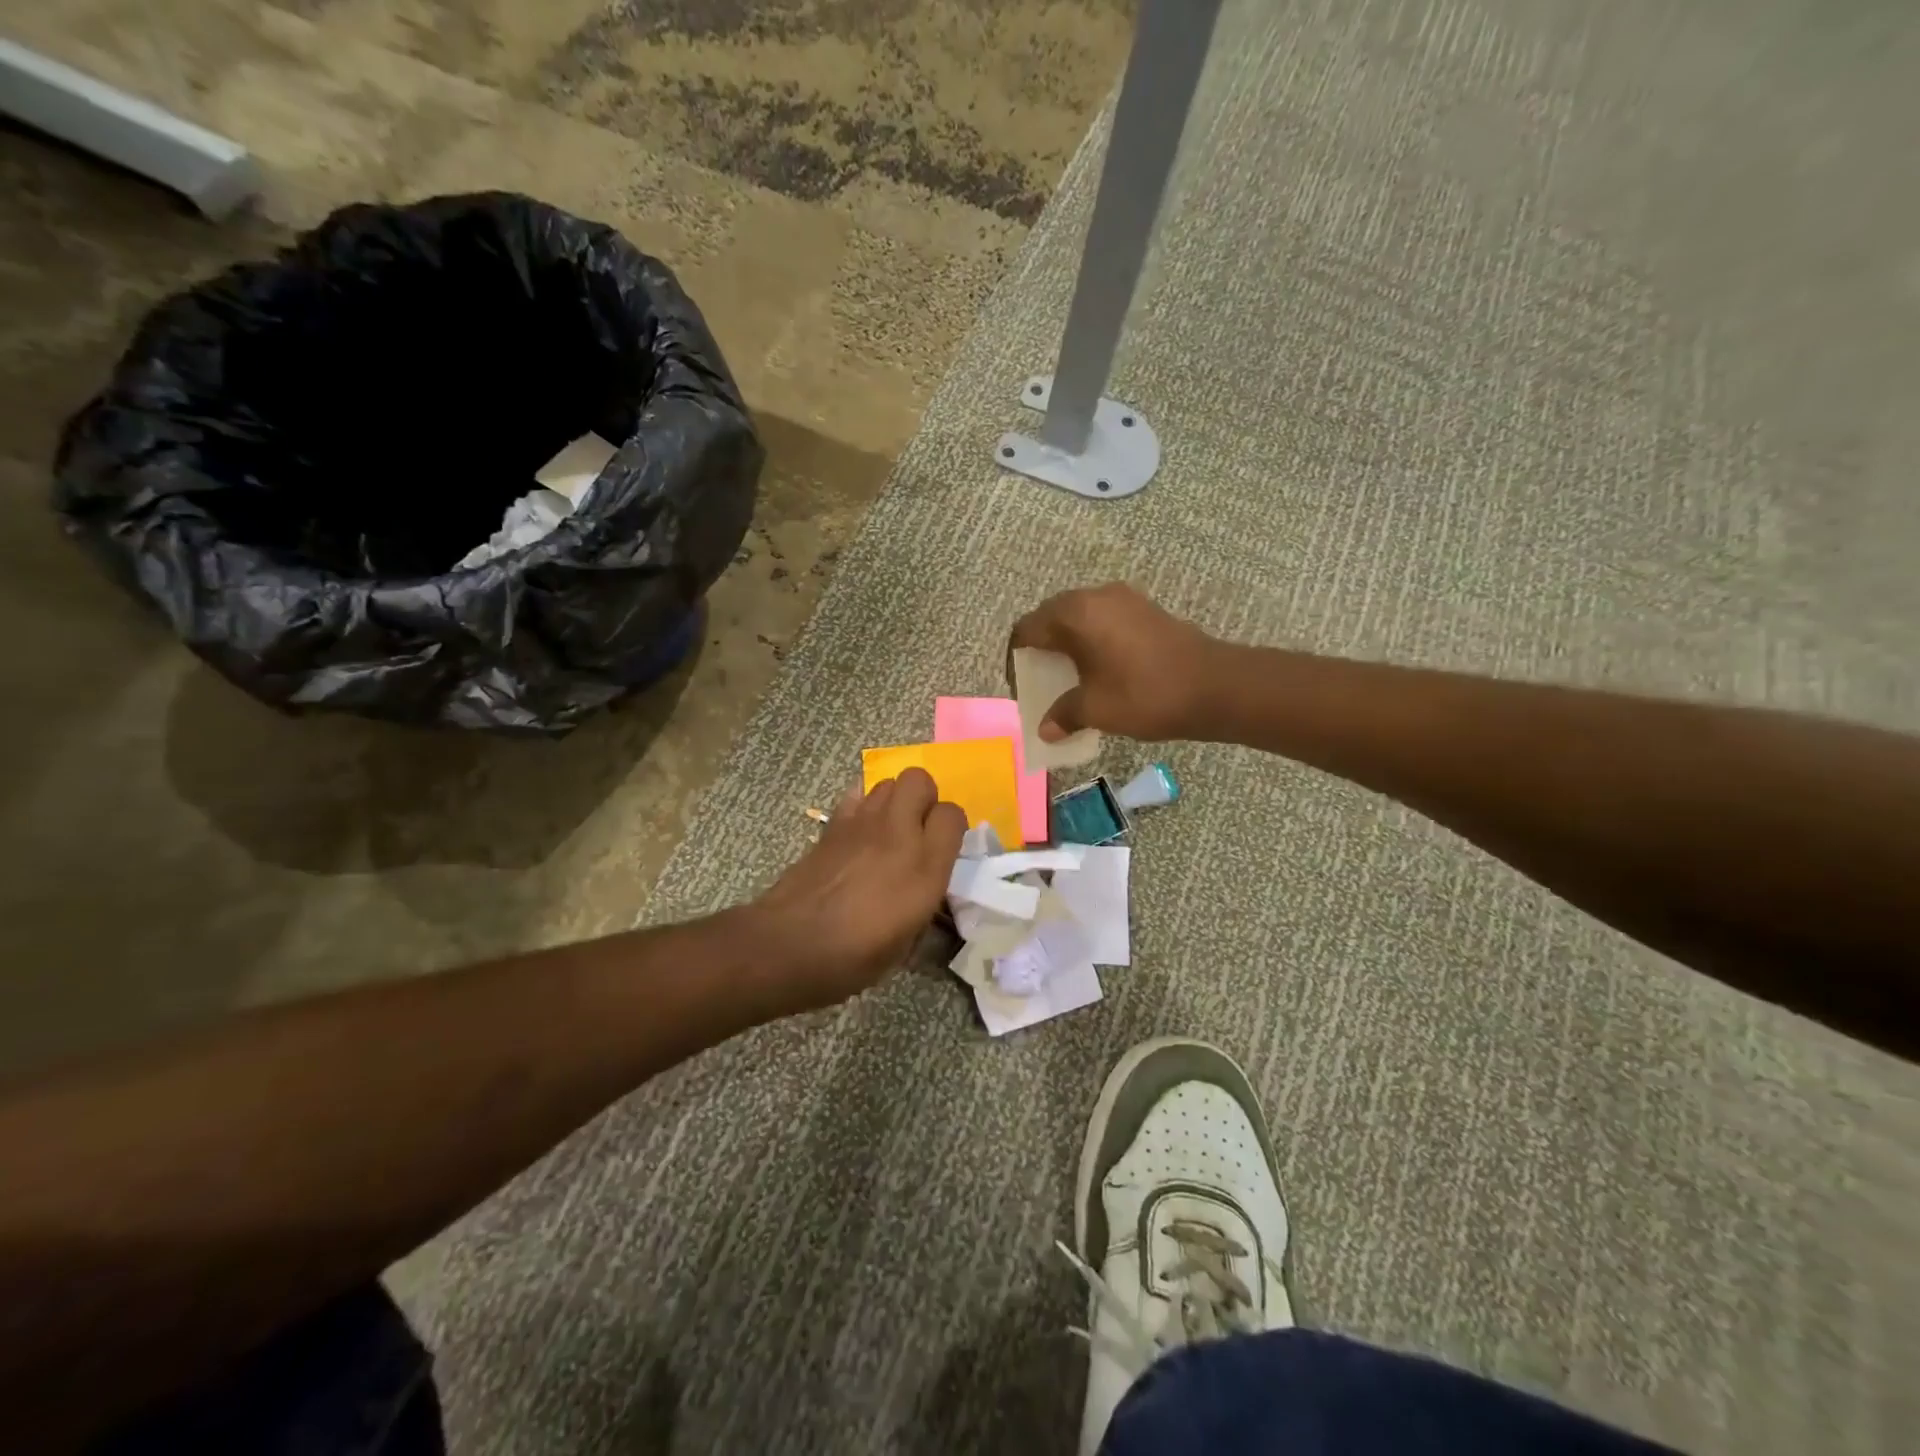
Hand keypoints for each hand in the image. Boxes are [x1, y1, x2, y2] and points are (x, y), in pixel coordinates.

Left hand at [746, 767, 967, 1010]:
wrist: (790, 946)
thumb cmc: (854, 958)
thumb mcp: (906, 944)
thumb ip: (922, 903)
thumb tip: (922, 889)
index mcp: (925, 867)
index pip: (953, 815)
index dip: (951, 827)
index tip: (945, 847)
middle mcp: (898, 834)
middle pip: (919, 779)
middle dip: (923, 797)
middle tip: (918, 828)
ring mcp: (861, 824)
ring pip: (887, 782)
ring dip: (893, 800)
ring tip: (887, 830)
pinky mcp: (831, 826)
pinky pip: (856, 796)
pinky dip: (863, 806)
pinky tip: (858, 834)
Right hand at [1008, 583, 1225, 741]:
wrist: (1216, 687)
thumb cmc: (1146, 695)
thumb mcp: (1096, 709)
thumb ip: (1064, 714)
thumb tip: (1045, 729)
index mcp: (1076, 613)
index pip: (1027, 629)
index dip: (1018, 659)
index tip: (1022, 687)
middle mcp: (1096, 596)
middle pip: (1051, 618)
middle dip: (1042, 650)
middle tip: (1041, 683)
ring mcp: (1124, 600)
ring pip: (1080, 618)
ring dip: (1068, 645)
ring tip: (1069, 679)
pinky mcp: (1145, 610)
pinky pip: (1104, 621)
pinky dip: (1092, 642)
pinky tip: (1099, 671)